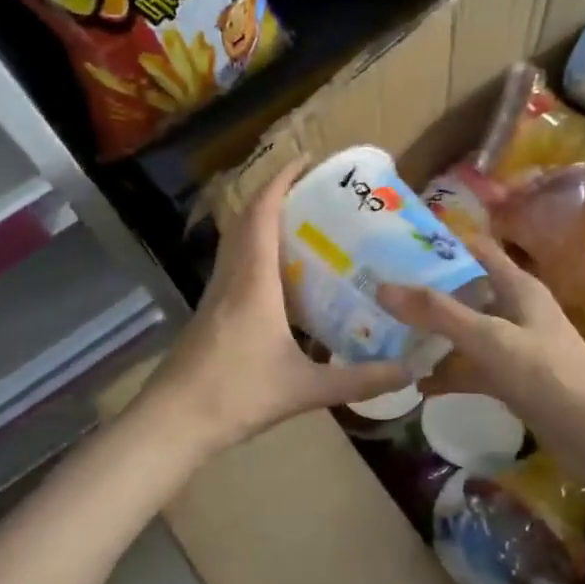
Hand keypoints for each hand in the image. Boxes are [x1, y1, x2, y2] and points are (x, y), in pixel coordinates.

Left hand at [143, 158, 410, 453]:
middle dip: (276, 195)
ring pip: (236, 242)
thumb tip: (411, 371)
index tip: (307, 161)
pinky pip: (235, 265)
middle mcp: (231, 277)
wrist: (173, 422)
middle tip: (314, 192)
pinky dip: (256, 252)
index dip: (281, 180)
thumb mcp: (306, 389)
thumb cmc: (236, 395)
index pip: (262, 213)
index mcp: (253, 282)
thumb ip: (360, 380)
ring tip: (304, 226)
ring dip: (262, 222)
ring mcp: (215, 295)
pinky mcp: (209, 313)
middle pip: (246, 219)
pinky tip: (282, 279)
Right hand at [379, 236, 584, 432]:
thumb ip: (437, 313)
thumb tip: (382, 287)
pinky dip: (448, 374)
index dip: (442, 244)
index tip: (397, 243)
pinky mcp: (511, 380)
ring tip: (387, 336)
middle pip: (465, 292)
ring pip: (465, 333)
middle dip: (426, 293)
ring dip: (433, 336)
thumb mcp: (489, 338)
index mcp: (517, 286)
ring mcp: (513, 347)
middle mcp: (514, 310)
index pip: (476, 250)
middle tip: (379, 293)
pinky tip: (416, 384)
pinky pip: (471, 369)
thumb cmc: (547, 373)